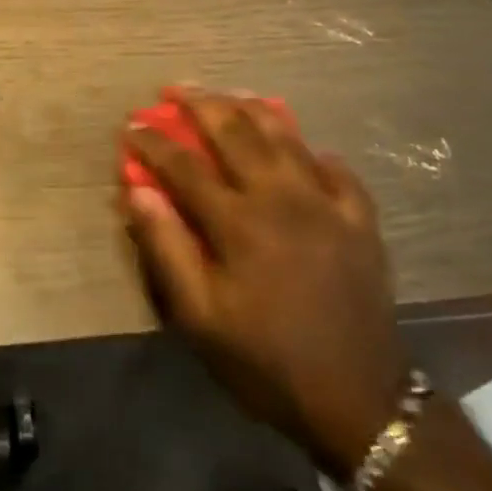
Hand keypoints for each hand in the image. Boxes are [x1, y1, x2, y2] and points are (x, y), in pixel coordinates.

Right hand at [121, 91, 406, 476]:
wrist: (360, 402)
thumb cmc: (266, 360)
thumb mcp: (200, 318)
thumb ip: (167, 248)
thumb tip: (138, 191)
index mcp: (238, 221)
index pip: (184, 165)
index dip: (153, 141)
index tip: (131, 126)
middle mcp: (280, 197)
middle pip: (235, 132)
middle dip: (199, 104)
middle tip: (175, 88)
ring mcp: (325, 204)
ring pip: (285, 136)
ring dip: (252, 108)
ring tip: (230, 93)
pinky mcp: (359, 220)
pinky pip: (336, 169)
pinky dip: (313, 151)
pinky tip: (302, 147)